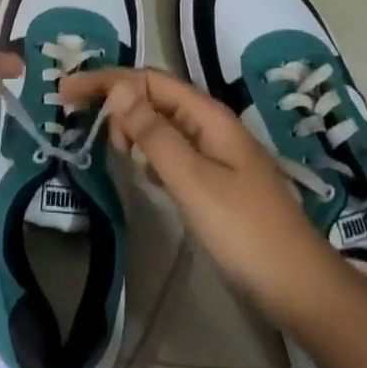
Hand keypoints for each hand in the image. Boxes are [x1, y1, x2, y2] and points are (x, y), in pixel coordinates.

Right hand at [61, 69, 333, 320]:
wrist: (300, 287)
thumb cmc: (244, 231)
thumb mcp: (192, 180)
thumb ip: (154, 134)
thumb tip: (119, 88)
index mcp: (207, 116)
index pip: (148, 80)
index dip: (106, 80)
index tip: (66, 92)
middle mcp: (211, 124)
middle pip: (155, 95)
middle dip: (116, 98)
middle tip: (83, 123)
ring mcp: (216, 152)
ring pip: (163, 122)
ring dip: (132, 124)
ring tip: (110, 147)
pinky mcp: (216, 179)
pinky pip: (173, 149)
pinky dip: (149, 150)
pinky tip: (140, 169)